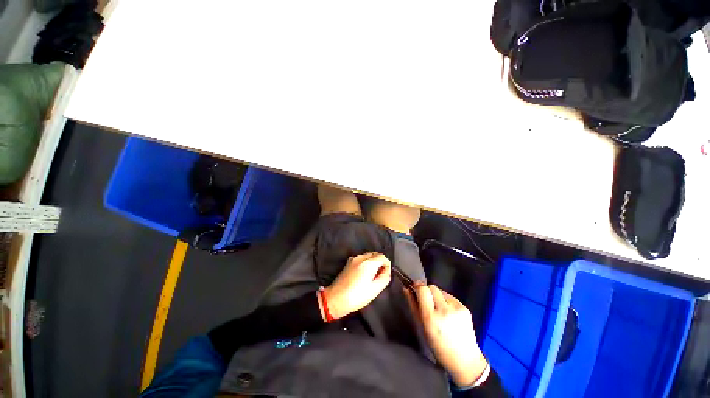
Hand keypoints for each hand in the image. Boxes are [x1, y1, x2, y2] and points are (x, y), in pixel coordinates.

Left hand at [319, 253, 391, 319]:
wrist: (336, 298)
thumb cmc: (356, 296)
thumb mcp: (375, 290)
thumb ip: (384, 277)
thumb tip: (387, 270)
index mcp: (368, 263)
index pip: (383, 257)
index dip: (387, 265)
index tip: (386, 274)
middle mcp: (361, 257)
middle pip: (375, 254)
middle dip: (380, 262)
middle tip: (380, 275)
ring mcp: (353, 258)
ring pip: (368, 255)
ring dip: (373, 262)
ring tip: (372, 276)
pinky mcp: (348, 262)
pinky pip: (361, 258)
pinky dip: (366, 263)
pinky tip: (363, 275)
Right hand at [415, 284, 488, 386]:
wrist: (465, 360)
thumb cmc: (438, 346)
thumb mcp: (421, 327)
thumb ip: (413, 305)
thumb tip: (406, 288)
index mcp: (431, 316)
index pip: (422, 289)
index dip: (417, 287)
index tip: (414, 290)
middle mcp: (444, 309)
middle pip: (432, 287)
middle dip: (427, 291)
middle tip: (426, 302)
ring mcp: (456, 308)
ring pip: (441, 291)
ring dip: (436, 296)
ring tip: (438, 309)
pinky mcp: (465, 308)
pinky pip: (450, 297)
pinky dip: (446, 301)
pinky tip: (448, 313)